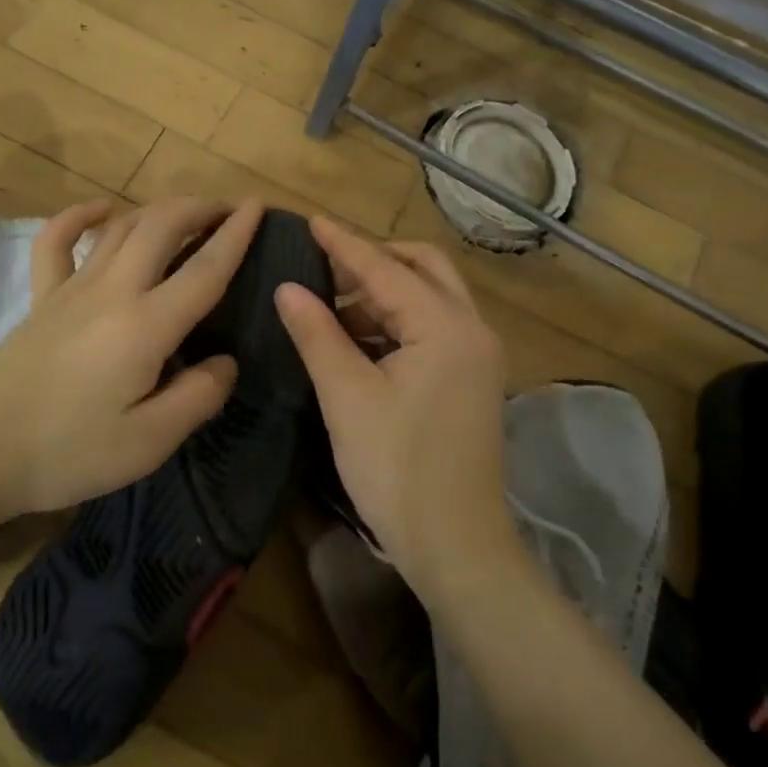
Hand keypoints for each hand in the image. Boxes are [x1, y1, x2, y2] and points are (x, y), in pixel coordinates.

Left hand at [0, 196, 264, 522]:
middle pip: (161, 227)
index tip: (258, 207)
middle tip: (227, 209)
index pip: (204, 269)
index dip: (236, 235)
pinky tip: (99, 209)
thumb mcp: (149, 442)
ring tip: (184, 212)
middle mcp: (112, 291)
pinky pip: (55, 242)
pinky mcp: (40, 299)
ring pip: (119, 227)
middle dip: (199, 208)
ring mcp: (70, 289)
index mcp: (146, 325)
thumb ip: (197, 397)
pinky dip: (79, 216)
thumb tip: (226, 362)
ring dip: (156, 210)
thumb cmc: (67, 452)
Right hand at [274, 218, 513, 598]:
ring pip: (432, 297)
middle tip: (326, 264)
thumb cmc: (397, 469)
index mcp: (446, 327)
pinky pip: (435, 327)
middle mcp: (472, 329)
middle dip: (375, 259)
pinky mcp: (472, 379)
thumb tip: (288, 287)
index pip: (386, 269)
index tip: (310, 221)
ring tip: (332, 304)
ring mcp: (478, 356)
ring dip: (386, 291)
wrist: (456, 545)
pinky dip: (399, 320)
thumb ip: (318, 333)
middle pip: (424, 268)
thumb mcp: (347, 397)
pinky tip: (360, 337)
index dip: (344, 244)